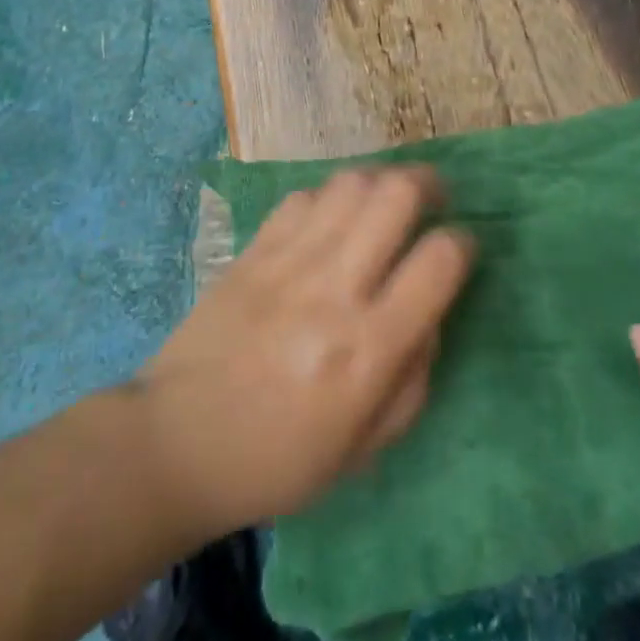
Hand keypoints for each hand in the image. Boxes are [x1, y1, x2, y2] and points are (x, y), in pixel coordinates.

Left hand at [136, 166, 474, 539]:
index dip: (463, 243)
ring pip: (350, 183)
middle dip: (427, 185)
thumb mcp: (366, 445)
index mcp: (368, 348)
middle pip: (395, 196)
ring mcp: (289, 261)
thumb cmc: (279, 460)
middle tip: (433, 198)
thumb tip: (431, 311)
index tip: (460, 248)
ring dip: (381, 180)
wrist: (176, 442)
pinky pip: (304, 196)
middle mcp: (333, 290)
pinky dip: (330, 197)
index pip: (439, 261)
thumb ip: (415, 375)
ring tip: (387, 199)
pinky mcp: (254, 249)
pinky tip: (333, 218)